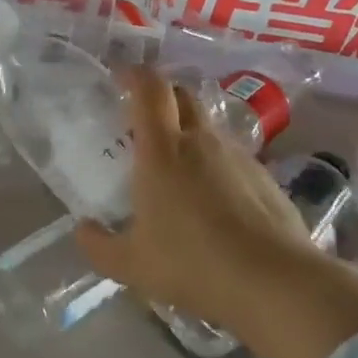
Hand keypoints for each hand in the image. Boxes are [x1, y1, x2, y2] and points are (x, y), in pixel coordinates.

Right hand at [75, 68, 357, 357]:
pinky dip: (215, 164)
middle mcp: (201, 142)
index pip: (149, 89)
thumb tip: (83, 230)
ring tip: (176, 167)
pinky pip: (232, 157)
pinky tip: (212, 201)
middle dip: (162, 95)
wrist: (275, 283)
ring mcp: (238, 157)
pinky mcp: (265, 178)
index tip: (120, 77)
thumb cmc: (192, 264)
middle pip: (183, 95)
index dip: (134, 75)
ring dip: (189, 132)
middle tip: (143, 118)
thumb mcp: (130, 264)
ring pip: (209, 126)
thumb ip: (98, 245)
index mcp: (162, 151)